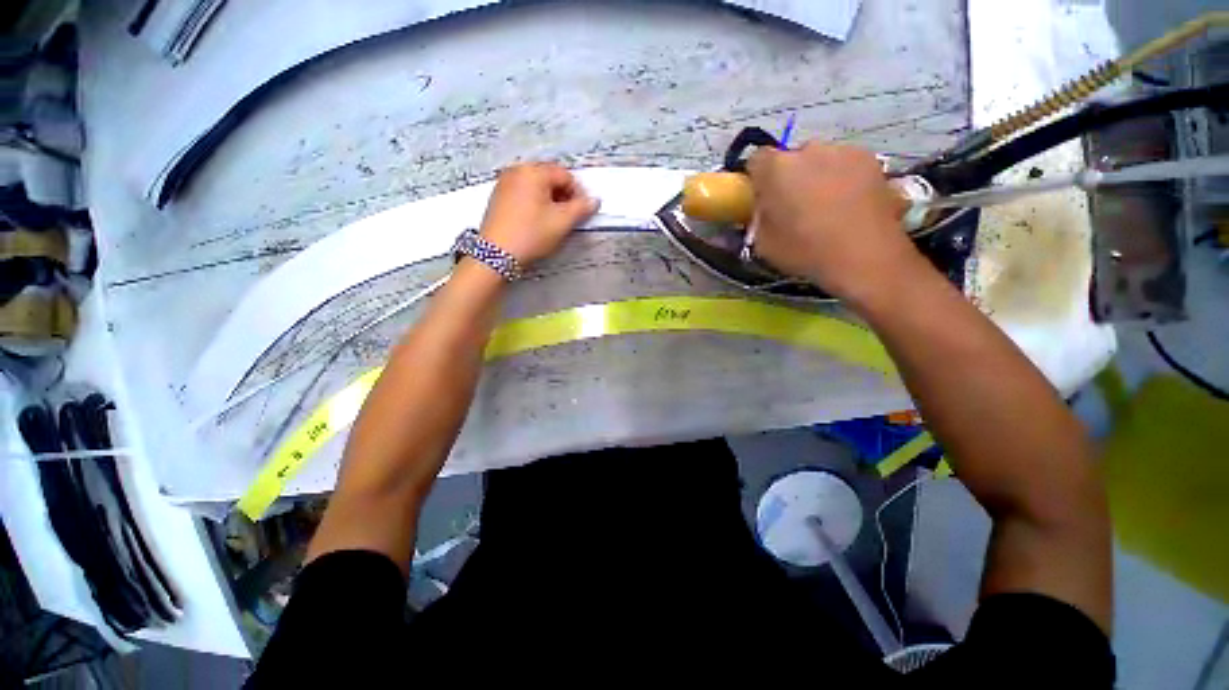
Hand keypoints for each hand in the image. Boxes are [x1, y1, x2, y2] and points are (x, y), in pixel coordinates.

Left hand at [479, 163, 598, 266]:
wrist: (496, 254)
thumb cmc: (530, 235)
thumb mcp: (562, 222)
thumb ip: (581, 208)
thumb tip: (593, 201)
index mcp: (534, 171)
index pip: (565, 175)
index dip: (578, 193)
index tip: (582, 211)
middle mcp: (517, 170)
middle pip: (550, 177)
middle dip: (563, 195)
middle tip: (569, 217)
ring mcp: (505, 182)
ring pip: (536, 186)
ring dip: (549, 199)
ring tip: (553, 221)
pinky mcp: (498, 196)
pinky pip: (523, 192)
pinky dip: (535, 202)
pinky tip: (537, 221)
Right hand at [746, 142, 924, 306]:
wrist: (865, 256)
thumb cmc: (805, 251)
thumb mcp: (763, 244)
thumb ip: (759, 218)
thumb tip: (765, 209)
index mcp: (776, 169)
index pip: (757, 159)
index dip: (757, 179)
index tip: (761, 198)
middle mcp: (809, 150)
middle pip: (791, 158)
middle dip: (789, 177)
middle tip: (794, 205)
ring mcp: (844, 151)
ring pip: (821, 160)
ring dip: (817, 177)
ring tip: (826, 207)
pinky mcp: (872, 160)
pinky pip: (847, 166)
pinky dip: (844, 180)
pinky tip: (849, 206)